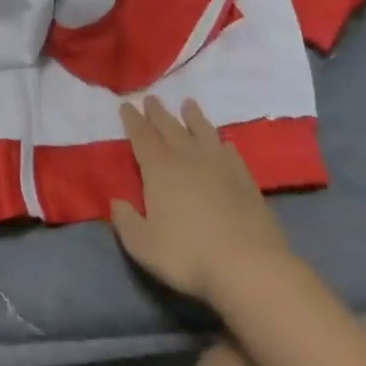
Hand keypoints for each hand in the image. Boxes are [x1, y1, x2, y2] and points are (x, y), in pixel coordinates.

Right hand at [109, 97, 292, 305]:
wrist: (249, 267)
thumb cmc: (188, 255)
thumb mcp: (142, 244)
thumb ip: (125, 221)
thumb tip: (116, 202)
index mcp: (159, 169)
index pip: (141, 137)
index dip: (132, 120)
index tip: (126, 105)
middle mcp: (188, 160)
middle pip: (170, 128)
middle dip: (158, 113)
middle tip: (151, 98)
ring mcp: (220, 168)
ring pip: (203, 133)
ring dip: (193, 118)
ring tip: (188, 104)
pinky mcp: (246, 182)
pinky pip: (231, 154)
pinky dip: (223, 144)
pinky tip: (224, 142)